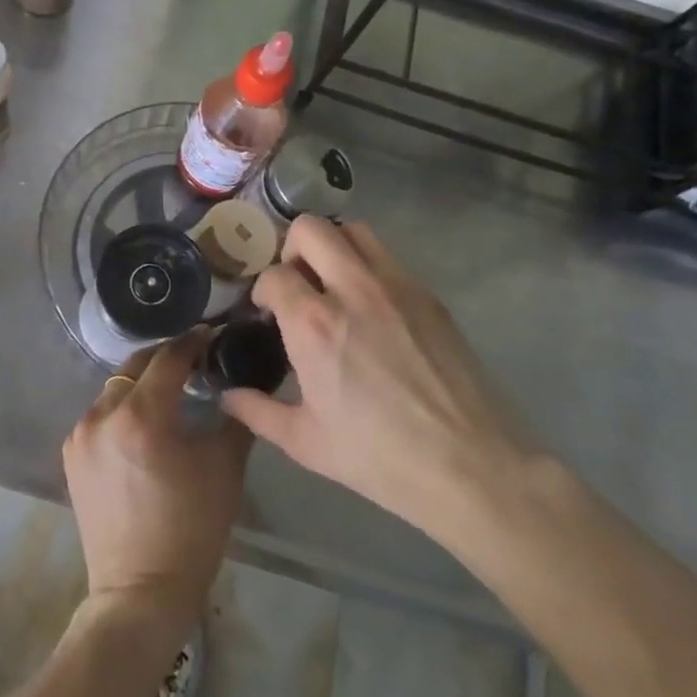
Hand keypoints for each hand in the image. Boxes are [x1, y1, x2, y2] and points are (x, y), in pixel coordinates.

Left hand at [62, 329, 250, 627]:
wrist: (140, 591)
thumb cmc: (192, 529)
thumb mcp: (224, 468)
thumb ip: (234, 416)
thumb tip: (241, 385)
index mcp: (141, 415)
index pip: (169, 358)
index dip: (192, 342)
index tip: (211, 333)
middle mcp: (102, 414)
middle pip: (136, 366)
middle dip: (166, 358)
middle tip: (194, 360)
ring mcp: (80, 434)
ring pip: (115, 389)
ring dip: (142, 384)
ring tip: (170, 394)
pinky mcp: (71, 454)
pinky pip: (100, 414)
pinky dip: (122, 409)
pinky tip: (143, 425)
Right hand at [220, 216, 534, 553]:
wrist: (470, 467)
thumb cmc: (378, 457)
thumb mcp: (304, 442)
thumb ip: (256, 411)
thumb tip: (226, 395)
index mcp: (313, 324)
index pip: (273, 274)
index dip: (263, 291)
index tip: (267, 314)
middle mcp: (352, 290)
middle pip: (310, 229)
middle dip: (291, 249)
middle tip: (297, 283)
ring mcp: (395, 287)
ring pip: (353, 230)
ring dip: (333, 246)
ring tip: (331, 283)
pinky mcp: (428, 295)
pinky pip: (387, 257)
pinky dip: (367, 265)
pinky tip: (371, 307)